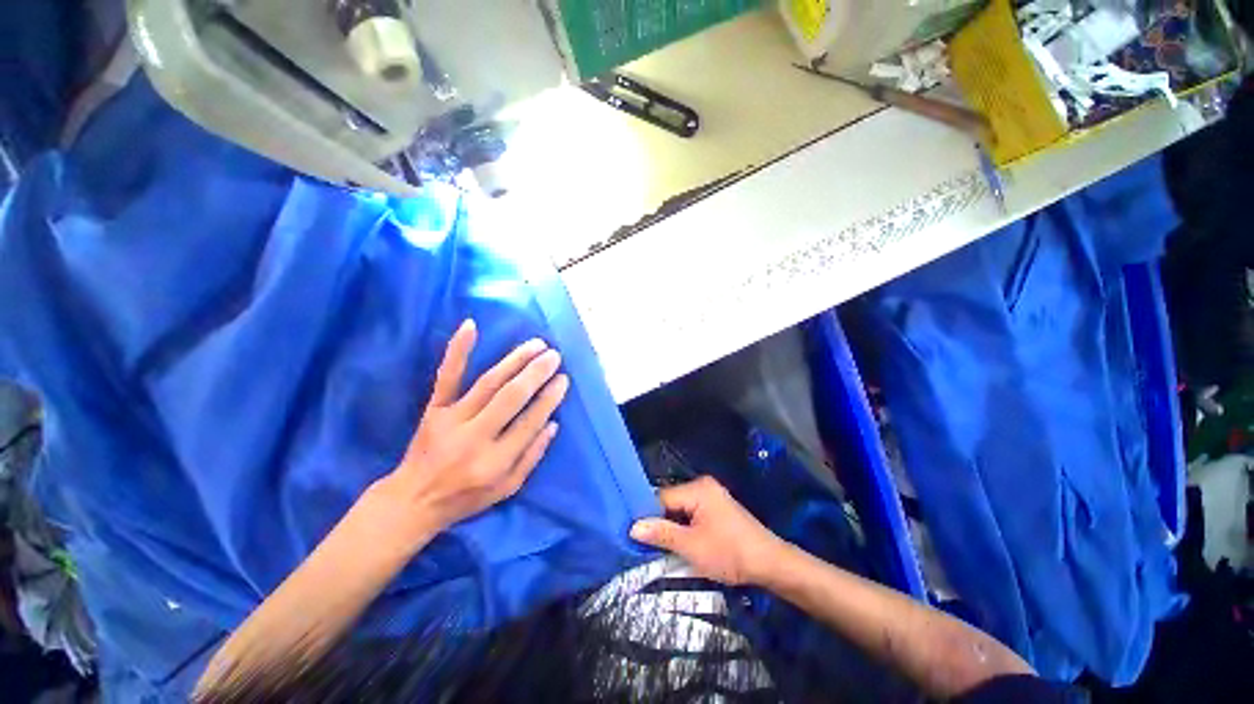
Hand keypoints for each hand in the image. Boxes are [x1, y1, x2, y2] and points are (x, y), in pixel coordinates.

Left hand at [371, 319, 568, 543]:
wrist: (412, 501)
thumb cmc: (466, 497)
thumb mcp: (507, 488)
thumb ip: (532, 457)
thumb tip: (553, 423)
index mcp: (495, 462)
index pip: (530, 422)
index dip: (549, 398)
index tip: (563, 379)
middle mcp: (475, 438)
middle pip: (511, 398)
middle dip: (536, 374)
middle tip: (555, 356)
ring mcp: (451, 420)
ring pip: (488, 383)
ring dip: (515, 360)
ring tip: (536, 344)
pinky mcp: (434, 408)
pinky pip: (447, 376)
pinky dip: (459, 350)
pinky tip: (471, 326)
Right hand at [629, 476, 785, 585]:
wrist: (770, 563)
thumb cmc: (730, 553)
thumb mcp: (691, 546)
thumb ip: (661, 534)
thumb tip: (633, 527)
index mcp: (697, 488)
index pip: (661, 497)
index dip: (647, 516)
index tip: (633, 535)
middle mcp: (702, 486)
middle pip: (670, 502)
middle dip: (659, 522)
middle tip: (645, 544)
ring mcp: (711, 496)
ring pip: (680, 509)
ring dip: (671, 527)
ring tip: (659, 546)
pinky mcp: (716, 508)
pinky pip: (691, 513)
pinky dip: (683, 527)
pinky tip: (679, 542)